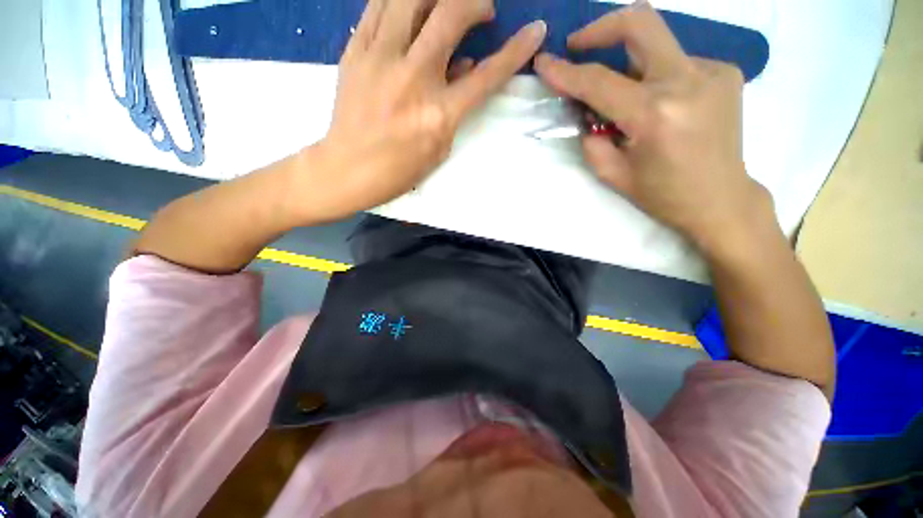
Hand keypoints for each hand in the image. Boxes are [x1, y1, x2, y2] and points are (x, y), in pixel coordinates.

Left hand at [306, 0, 545, 221]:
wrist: (348, 168)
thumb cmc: (399, 170)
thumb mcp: (438, 147)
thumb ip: (454, 106)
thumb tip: (462, 66)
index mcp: (438, 114)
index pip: (486, 74)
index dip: (515, 51)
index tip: (534, 31)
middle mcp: (413, 77)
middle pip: (449, 14)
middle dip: (475, 2)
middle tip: (483, 10)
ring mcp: (380, 58)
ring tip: (446, 3)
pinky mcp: (355, 50)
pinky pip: (379, 5)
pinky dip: (402, 0)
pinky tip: (412, 8)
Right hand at [534, 2, 771, 253]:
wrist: (721, 199)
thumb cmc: (663, 194)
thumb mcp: (613, 174)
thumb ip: (592, 140)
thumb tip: (585, 113)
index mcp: (654, 115)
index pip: (599, 81)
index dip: (565, 71)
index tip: (544, 63)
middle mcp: (687, 81)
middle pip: (639, 23)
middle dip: (600, 28)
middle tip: (579, 46)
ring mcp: (712, 71)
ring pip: (657, 44)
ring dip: (628, 62)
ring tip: (624, 95)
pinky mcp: (725, 71)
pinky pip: (676, 61)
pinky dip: (656, 76)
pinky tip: (659, 103)